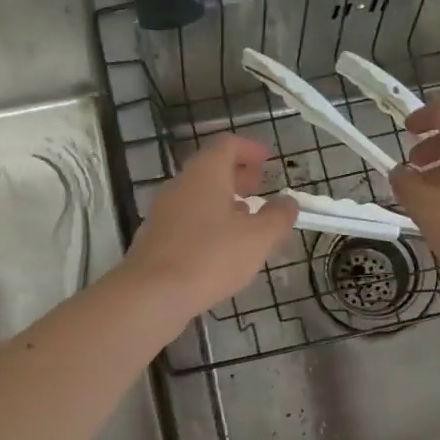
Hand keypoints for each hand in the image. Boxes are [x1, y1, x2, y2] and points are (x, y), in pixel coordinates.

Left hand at [125, 135, 296, 314]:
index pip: (227, 145)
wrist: (151, 294)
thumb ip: (278, 217)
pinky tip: (220, 249)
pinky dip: (208, 224)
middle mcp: (180, 185)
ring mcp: (163, 212)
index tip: (268, 159)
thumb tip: (288, 202)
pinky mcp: (155, 239)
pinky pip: (187, 221)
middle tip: (259, 189)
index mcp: (205, 174)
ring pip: (198, 198)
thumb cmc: (210, 257)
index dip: (250, 149)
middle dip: (237, 177)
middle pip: (211, 170)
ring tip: (245, 223)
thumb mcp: (258, 238)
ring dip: (223, 203)